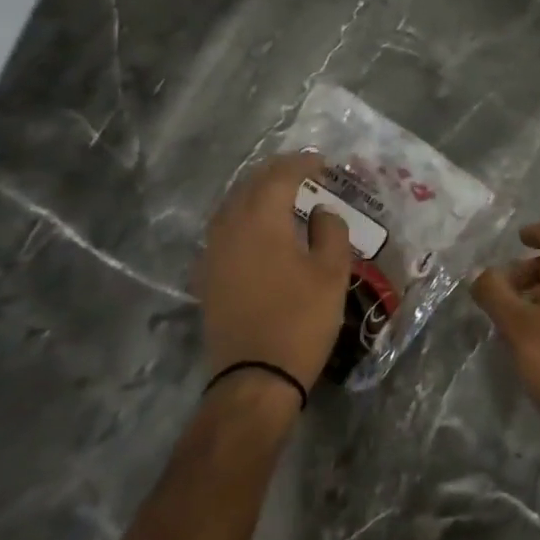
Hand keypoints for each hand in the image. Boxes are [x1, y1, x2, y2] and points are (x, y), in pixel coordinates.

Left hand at [198, 152, 352, 393]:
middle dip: (277, 172)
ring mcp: (213, 253)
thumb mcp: (331, 273)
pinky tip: (257, 228)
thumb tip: (321, 211)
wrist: (255, 378)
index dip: (302, 163)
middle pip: (250, 185)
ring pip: (232, 205)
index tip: (322, 162)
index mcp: (261, 220)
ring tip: (281, 193)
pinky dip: (243, 217)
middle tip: (303, 169)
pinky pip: (223, 229)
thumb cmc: (300, 320)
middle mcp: (230, 227)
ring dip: (256, 192)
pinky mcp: (207, 276)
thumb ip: (330, 231)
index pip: (279, 176)